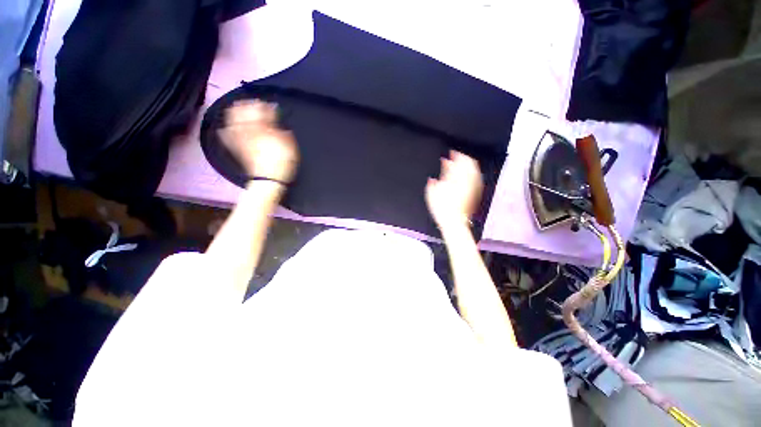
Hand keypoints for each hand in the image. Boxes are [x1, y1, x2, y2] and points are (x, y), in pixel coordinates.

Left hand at [219, 100, 298, 182]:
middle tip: (253, 103)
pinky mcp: (237, 148)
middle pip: (245, 113)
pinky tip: (224, 128)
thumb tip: (279, 124)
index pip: (263, 112)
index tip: (270, 106)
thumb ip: (284, 133)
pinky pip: (227, 137)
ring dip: (235, 113)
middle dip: (248, 105)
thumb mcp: (290, 146)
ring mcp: (242, 139)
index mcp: (264, 129)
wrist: (269, 179)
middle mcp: (250, 131)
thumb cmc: (283, 162)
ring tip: (237, 108)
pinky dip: (225, 131)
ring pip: (233, 121)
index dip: (266, 107)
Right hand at [425, 150, 482, 228]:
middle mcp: (466, 181)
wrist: (454, 222)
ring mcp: (473, 187)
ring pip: (475, 170)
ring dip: (469, 164)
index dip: (454, 156)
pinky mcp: (476, 194)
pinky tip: (470, 174)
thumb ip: (432, 183)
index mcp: (455, 179)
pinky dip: (473, 173)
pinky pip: (477, 179)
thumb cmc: (442, 209)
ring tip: (464, 163)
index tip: (451, 153)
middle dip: (463, 158)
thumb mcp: (431, 194)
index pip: (457, 163)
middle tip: (458, 156)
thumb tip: (434, 177)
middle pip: (469, 164)